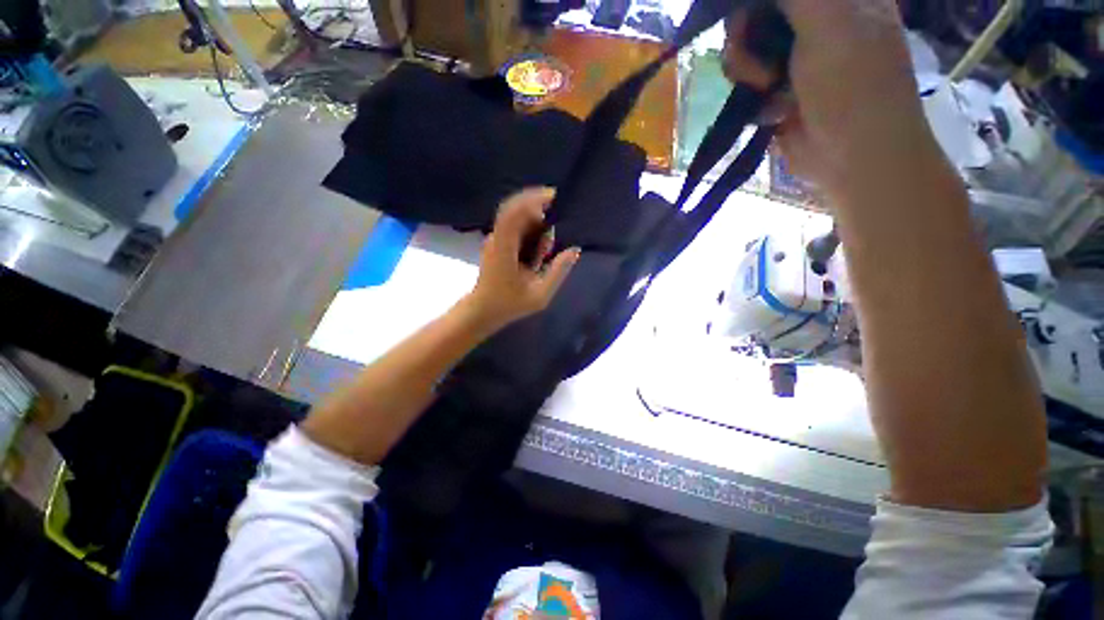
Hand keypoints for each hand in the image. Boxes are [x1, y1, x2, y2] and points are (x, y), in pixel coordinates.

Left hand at [463, 188, 580, 330]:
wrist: (482, 311)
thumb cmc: (510, 304)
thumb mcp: (540, 295)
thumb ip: (558, 272)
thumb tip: (574, 250)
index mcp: (504, 248)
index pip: (513, 213)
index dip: (531, 199)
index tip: (553, 196)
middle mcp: (497, 239)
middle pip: (515, 210)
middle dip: (536, 209)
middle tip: (555, 227)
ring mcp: (495, 240)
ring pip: (516, 218)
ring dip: (534, 225)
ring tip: (542, 254)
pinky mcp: (497, 244)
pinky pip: (514, 228)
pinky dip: (529, 231)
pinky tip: (538, 250)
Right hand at [725, 0, 941, 196]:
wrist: (853, 157)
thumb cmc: (853, 86)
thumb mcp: (830, 22)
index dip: (753, 3)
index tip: (747, 21)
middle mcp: (814, 18)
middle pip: (754, 13)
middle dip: (745, 39)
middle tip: (760, 66)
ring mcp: (794, 56)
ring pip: (744, 50)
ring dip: (747, 72)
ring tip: (767, 90)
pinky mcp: (778, 89)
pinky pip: (746, 82)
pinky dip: (753, 97)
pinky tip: (772, 111)